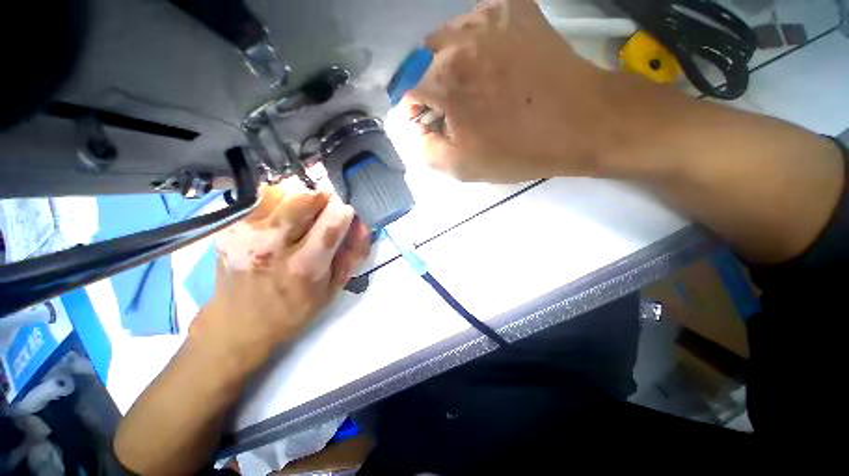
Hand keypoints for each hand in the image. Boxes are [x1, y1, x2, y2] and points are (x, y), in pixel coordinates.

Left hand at [191, 180, 370, 370]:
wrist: (238, 325)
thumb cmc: (294, 310)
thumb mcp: (333, 289)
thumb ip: (353, 255)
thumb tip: (361, 224)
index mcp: (305, 266)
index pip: (334, 220)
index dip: (344, 212)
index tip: (345, 216)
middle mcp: (272, 246)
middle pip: (306, 197)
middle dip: (324, 197)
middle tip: (326, 208)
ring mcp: (245, 234)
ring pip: (282, 191)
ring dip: (301, 197)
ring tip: (303, 213)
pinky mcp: (229, 229)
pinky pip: (261, 198)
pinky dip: (279, 200)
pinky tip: (281, 217)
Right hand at [406, 0, 618, 181]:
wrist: (580, 122)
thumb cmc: (517, 150)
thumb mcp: (461, 167)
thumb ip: (425, 150)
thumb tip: (417, 130)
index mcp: (444, 81)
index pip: (406, 91)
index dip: (416, 112)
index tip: (434, 125)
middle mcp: (459, 40)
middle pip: (422, 61)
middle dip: (431, 88)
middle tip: (456, 109)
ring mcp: (489, 18)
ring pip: (446, 38)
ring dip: (450, 64)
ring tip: (475, 86)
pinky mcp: (514, 9)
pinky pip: (476, 23)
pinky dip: (474, 44)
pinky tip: (492, 64)